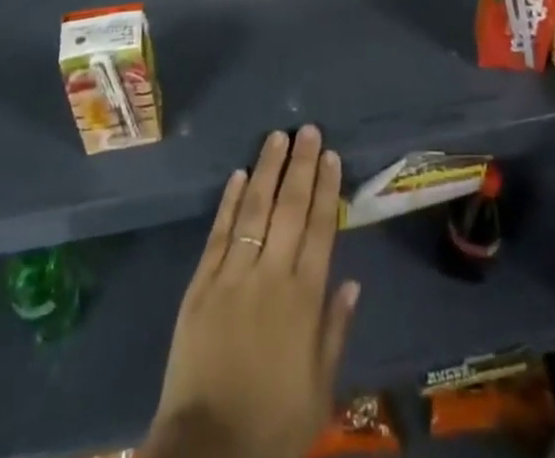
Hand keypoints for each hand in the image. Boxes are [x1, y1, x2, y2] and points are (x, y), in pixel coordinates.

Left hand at [148, 127, 358, 457]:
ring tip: (277, 137)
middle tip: (307, 129)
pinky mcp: (201, 285)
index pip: (319, 229)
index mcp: (303, 300)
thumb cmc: (273, 424)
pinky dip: (230, 202)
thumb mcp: (320, 389)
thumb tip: (353, 281)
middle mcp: (270, 276)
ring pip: (254, 210)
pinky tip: (239, 175)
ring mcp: (232, 276)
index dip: (325, 189)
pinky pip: (219, 234)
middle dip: (300, 166)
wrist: (208, 451)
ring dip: (267, 170)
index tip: (330, 155)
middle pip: (289, 209)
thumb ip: (335, 330)